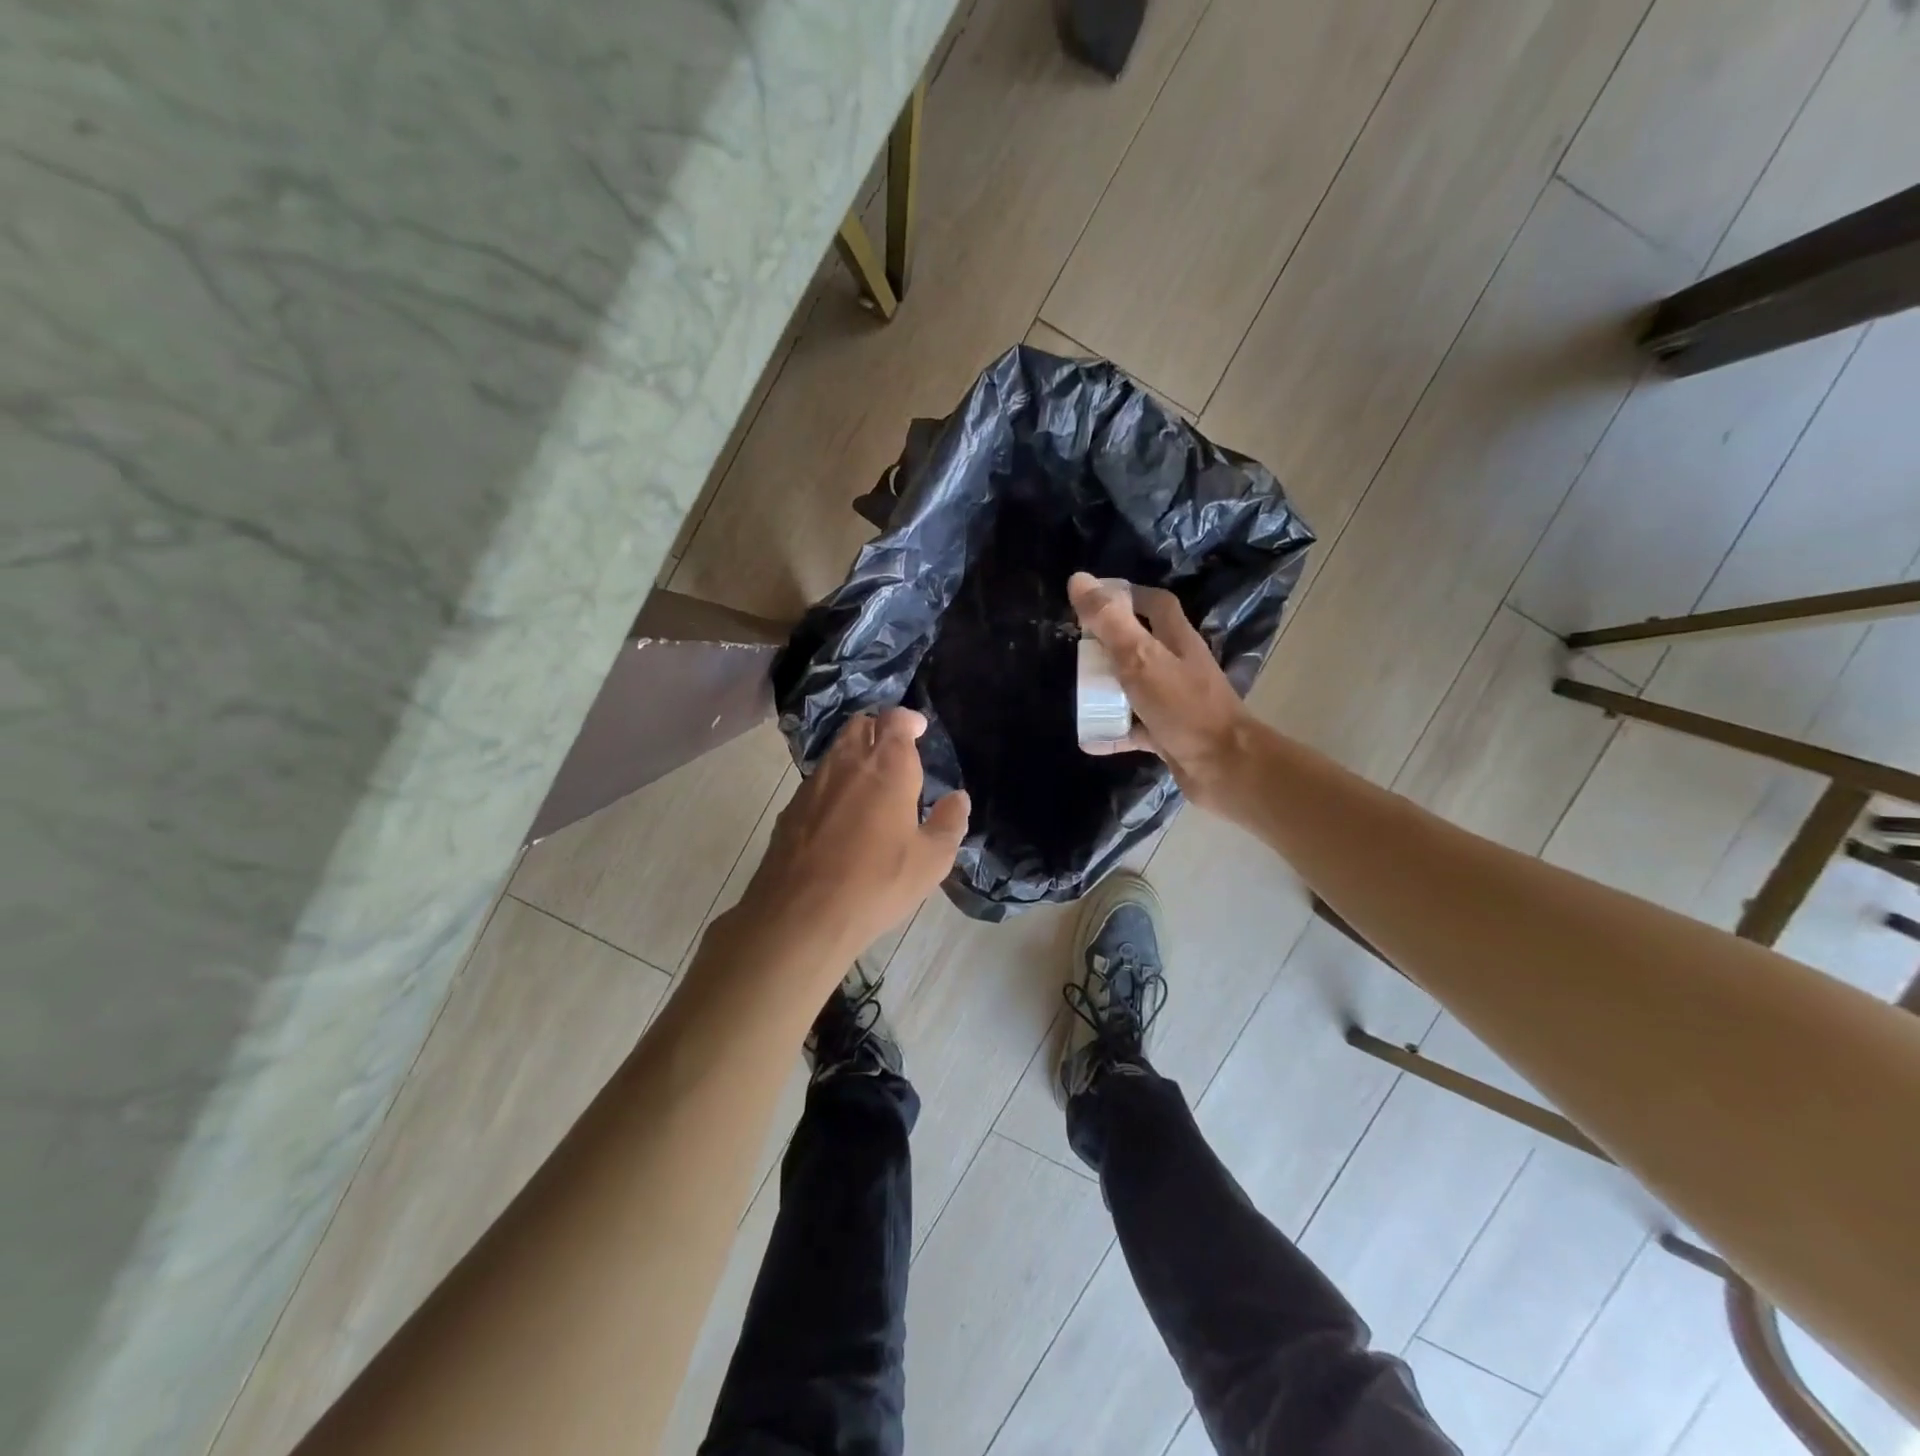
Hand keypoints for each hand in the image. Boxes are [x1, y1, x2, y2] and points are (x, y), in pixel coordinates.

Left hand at [739, 708, 969, 971]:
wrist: (800, 914)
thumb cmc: (876, 883)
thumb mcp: (931, 861)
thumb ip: (949, 823)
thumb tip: (958, 798)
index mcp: (887, 767)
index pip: (895, 719)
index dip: (908, 719)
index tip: (919, 729)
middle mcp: (847, 763)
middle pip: (860, 724)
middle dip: (879, 729)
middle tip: (896, 751)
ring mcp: (813, 784)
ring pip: (836, 751)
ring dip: (855, 755)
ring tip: (872, 783)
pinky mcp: (791, 808)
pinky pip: (818, 781)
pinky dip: (835, 784)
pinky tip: (842, 815)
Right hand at [1068, 572, 1252, 808]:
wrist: (1224, 767)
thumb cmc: (1184, 707)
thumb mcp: (1140, 658)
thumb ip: (1110, 621)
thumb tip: (1078, 580)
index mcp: (1177, 640)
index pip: (1155, 604)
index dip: (1126, 595)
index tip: (1092, 600)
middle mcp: (1178, 665)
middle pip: (1141, 645)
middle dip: (1109, 645)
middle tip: (1077, 650)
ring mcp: (1175, 701)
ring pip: (1136, 687)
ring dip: (1108, 690)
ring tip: (1078, 693)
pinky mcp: (1170, 733)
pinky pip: (1135, 728)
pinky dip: (1113, 732)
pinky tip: (1089, 740)